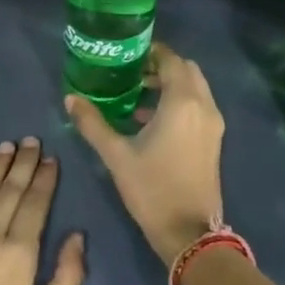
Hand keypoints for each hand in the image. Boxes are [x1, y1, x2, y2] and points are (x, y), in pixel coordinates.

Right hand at [66, 43, 225, 265]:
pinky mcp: (214, 140)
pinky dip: (179, 102)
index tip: (127, 54)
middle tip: (131, 72)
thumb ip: (93, 123)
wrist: (189, 232)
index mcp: (182, 102)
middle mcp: (204, 106)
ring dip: (171, 85)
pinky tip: (150, 120)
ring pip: (195, 89)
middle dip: (162, 66)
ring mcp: (213, 124)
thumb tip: (71, 99)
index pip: (171, 60)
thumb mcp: (116, 155)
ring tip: (137, 94)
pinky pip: (198, 107)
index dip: (151, 52)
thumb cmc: (152, 189)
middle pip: (187, 70)